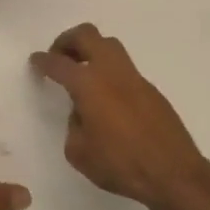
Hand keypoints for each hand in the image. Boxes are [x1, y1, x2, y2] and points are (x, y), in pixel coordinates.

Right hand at [30, 24, 209, 209]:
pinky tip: (106, 97)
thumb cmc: (120, 164)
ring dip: (91, 51)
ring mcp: (135, 78)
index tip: (36, 61)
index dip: (44, 61)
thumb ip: (74, 125)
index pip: (59, 63)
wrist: (173, 173)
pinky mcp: (151, 90)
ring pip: (110, 46)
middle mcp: (112, 72)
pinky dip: (109, 72)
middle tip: (59, 57)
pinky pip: (124, 69)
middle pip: (88, 35)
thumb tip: (83, 113)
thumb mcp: (79, 152)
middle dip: (68, 41)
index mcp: (89, 85)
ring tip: (81, 73)